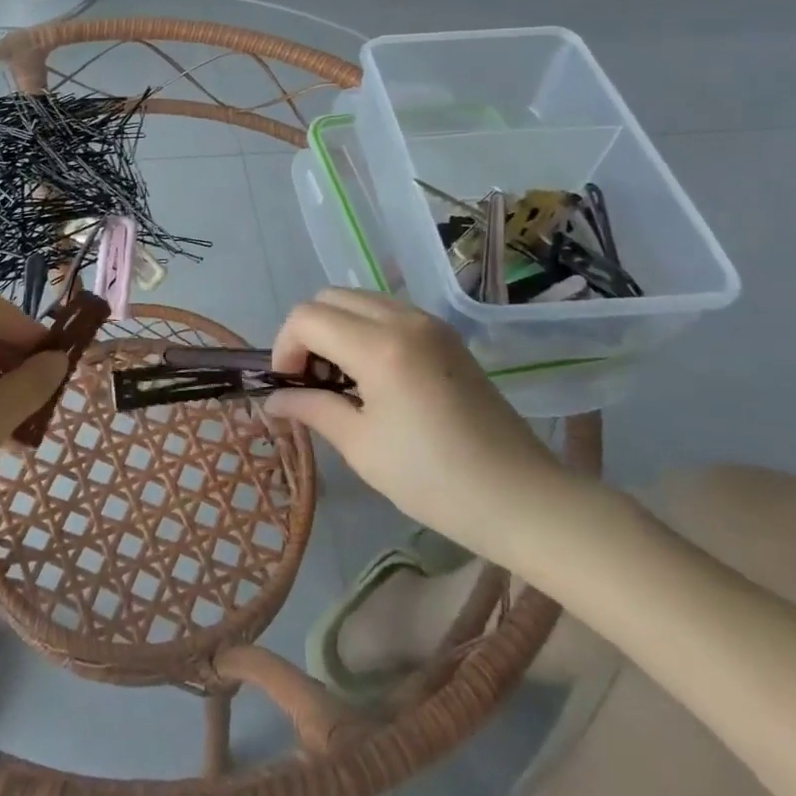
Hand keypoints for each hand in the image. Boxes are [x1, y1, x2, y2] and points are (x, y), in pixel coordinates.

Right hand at [266, 289, 583, 565]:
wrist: (522, 498)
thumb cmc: (434, 480)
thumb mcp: (362, 447)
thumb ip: (312, 410)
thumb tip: (273, 400)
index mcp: (380, 347)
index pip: (307, 318)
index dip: (284, 347)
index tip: (288, 387)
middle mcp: (404, 319)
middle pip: (330, 297)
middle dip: (307, 333)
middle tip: (310, 382)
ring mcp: (429, 323)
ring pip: (359, 300)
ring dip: (336, 328)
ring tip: (341, 381)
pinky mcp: (446, 335)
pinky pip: (388, 312)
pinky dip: (364, 330)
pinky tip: (373, 377)